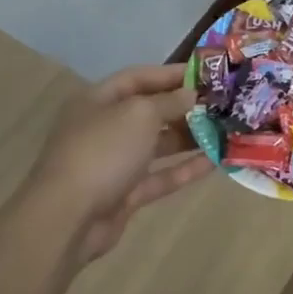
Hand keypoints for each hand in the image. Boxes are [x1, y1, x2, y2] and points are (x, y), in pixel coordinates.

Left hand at [26, 64, 212, 265]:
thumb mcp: (140, 114)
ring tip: (224, 130)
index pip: (138, 77)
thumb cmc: (103, 151)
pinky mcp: (124, 194)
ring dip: (189, 137)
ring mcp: (114, 163)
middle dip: (184, 107)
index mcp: (98, 100)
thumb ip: (169, 101)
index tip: (207, 75)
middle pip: (149, 111)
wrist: (67, 219)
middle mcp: (104, 127)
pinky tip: (215, 162)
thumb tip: (191, 95)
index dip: (171, 74)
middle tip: (221, 105)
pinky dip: (184, 169)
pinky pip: (159, 176)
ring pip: (157, 145)